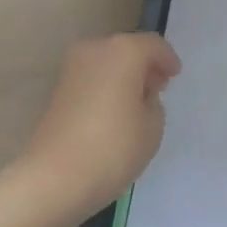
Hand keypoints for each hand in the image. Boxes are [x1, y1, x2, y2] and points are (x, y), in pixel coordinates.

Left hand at [19, 32, 181, 221]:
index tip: (175, 76)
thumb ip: (153, 104)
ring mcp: (72, 68)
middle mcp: (96, 49)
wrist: (50, 181)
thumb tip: (140, 97)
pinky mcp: (57, 91)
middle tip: (157, 88)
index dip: (168, 59)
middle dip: (144, 66)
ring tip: (135, 104)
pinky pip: (91, 79)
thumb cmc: (110, 149)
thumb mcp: (152, 128)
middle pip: (128, 49)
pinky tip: (112, 113)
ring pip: (107, 63)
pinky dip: (105, 88)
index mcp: (124, 50)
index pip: (153, 45)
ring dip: (123, 77)